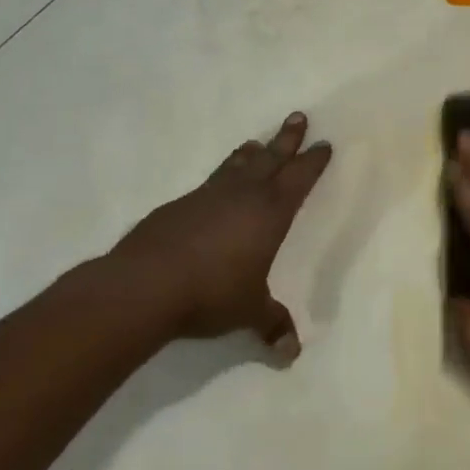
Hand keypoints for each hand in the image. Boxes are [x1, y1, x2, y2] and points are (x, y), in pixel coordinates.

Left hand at [104, 111, 331, 355]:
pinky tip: (215, 185)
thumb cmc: (210, 294)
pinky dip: (221, 175)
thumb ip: (271, 325)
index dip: (313, 162)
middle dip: (287, 139)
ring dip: (250, 153)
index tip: (324, 144)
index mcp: (270, 214)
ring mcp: (207, 196)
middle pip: (271, 159)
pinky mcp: (178, 206)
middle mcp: (242, 196)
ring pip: (236, 165)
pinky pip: (209, 182)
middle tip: (298, 116)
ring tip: (256, 142)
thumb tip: (291, 354)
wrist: (144, 286)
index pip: (299, 179)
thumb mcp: (248, 311)